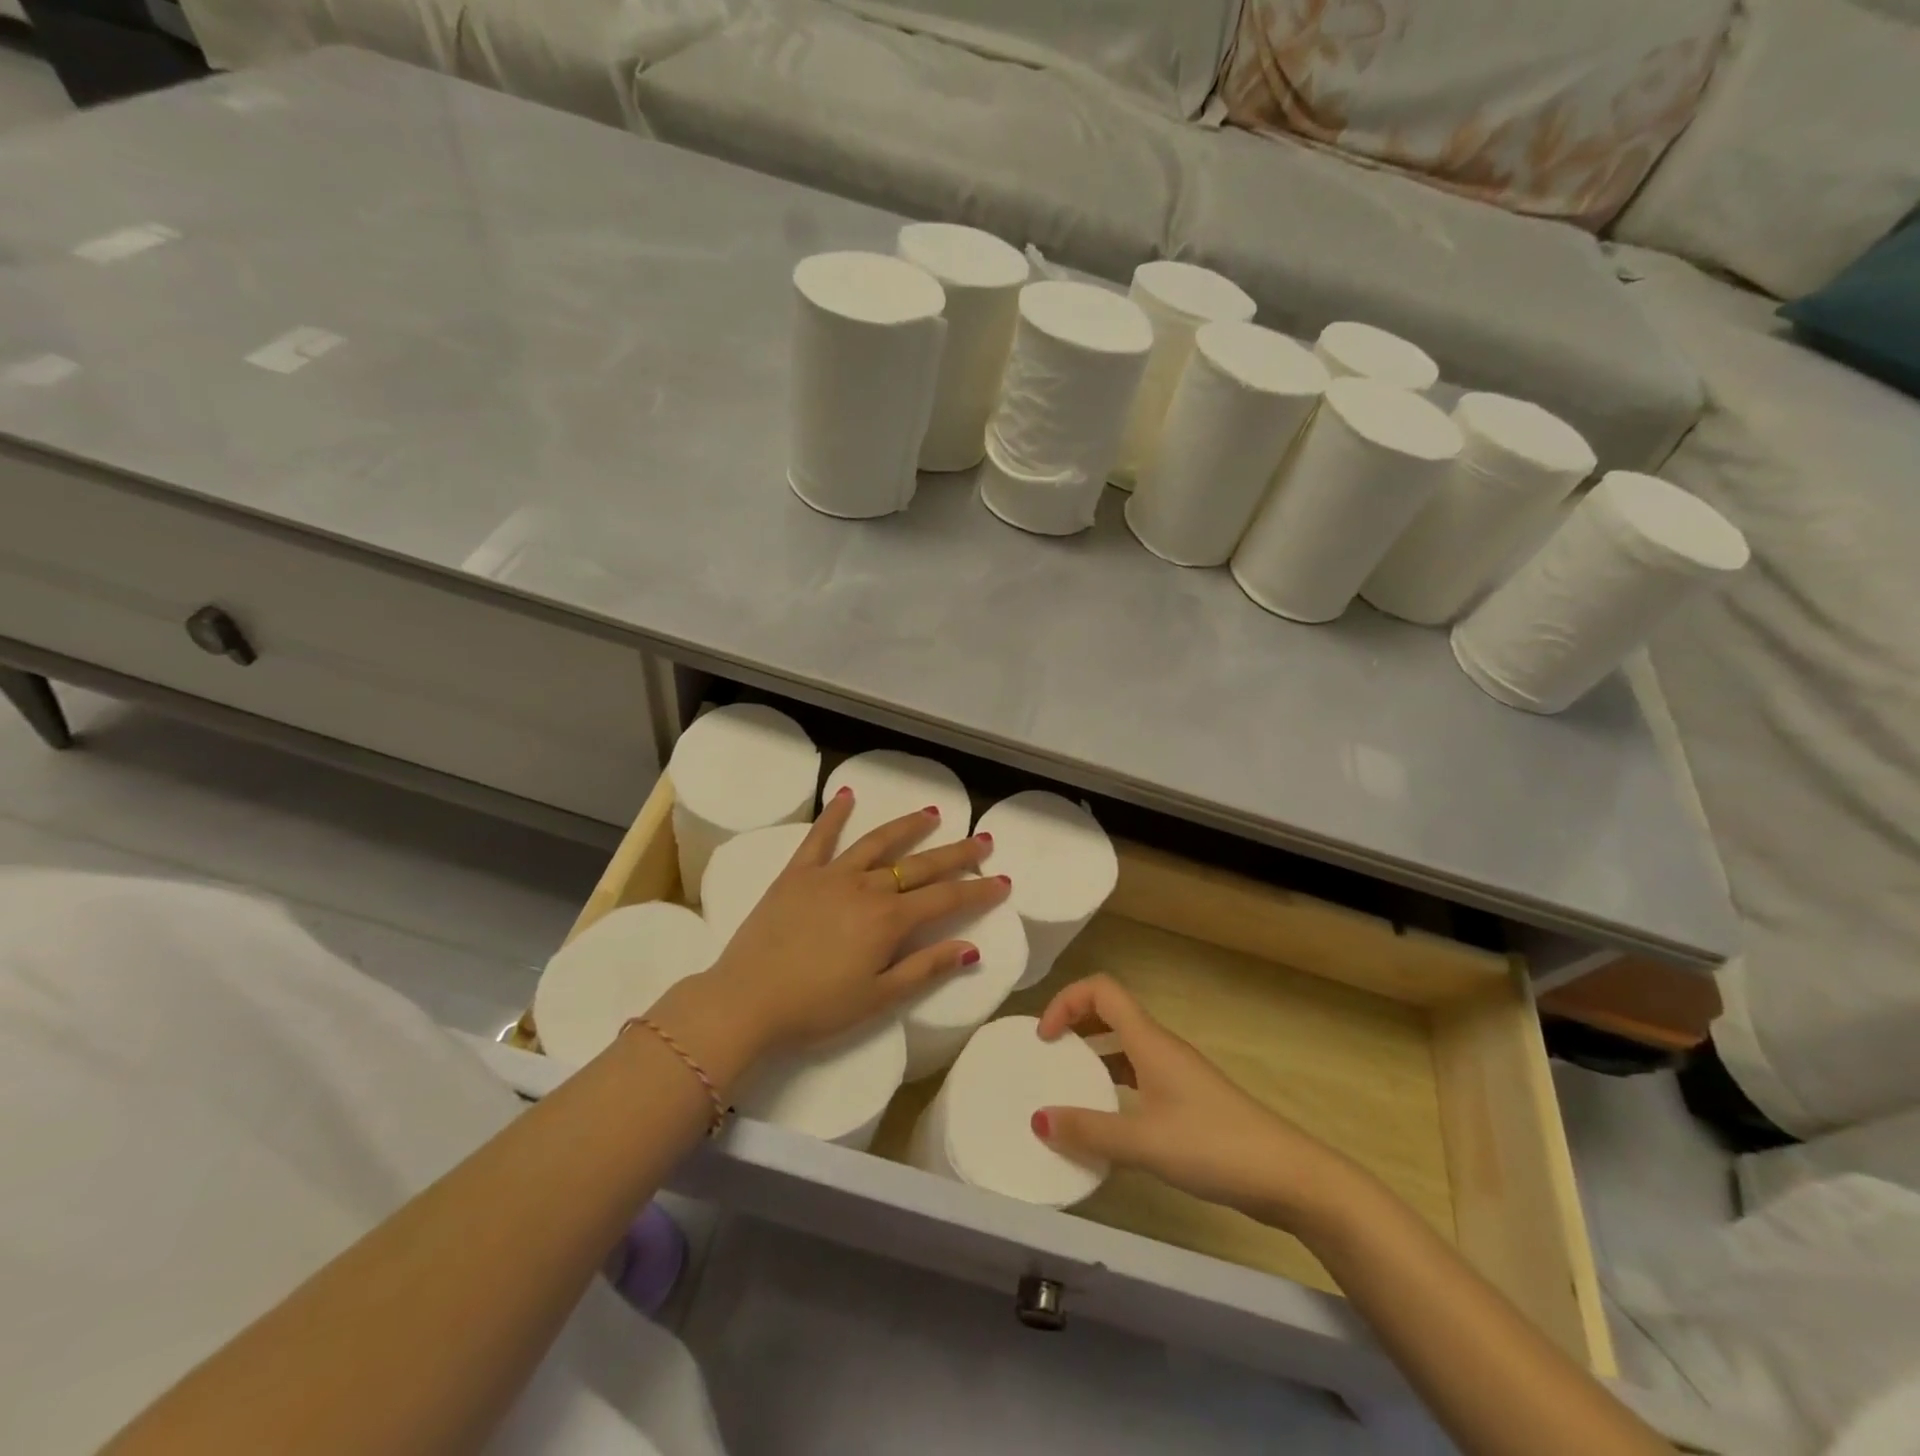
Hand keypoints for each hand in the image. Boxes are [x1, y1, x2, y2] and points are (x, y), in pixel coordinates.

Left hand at [666, 788, 1010, 1077]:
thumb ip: (925, 968)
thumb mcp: (879, 998)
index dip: (978, 891)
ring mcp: (830, 875)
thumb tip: (970, 948)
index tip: (1003, 881)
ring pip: (878, 842)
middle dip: (956, 854)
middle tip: (983, 840)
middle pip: (920, 865)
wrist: (746, 1001)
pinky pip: (819, 837)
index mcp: (889, 920)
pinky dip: (834, 814)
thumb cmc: (817, 1008)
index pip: (946, 899)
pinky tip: (846, 795)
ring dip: (907, 827)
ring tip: (932, 813)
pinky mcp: (797, 873)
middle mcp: (866, 887)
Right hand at [1032, 975, 1359, 1230]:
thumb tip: (1037, 1119)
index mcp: (1149, 1041)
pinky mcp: (1187, 1100)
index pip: (1101, 990)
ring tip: (1068, 1089)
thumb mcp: (1144, 1142)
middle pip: (1110, 1013)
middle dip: (1074, 1026)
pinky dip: (1114, 1086)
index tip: (1045, 1038)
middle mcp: (1160, 1047)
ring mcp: (1177, 1073)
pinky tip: (1106, 1121)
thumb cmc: (1213, 1146)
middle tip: (1048, 1058)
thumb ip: (1089, 1131)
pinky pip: (1139, 1077)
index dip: (1066, 1001)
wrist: (1287, 1175)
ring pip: (1124, 1047)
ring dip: (1093, 1057)